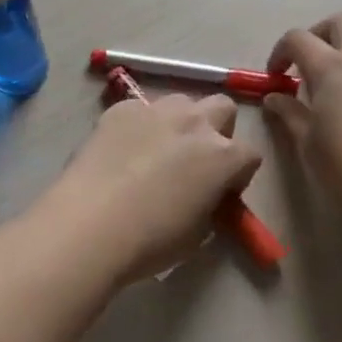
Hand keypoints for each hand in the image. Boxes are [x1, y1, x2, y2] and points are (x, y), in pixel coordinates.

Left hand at [38, 94, 262, 283]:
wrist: (90, 223)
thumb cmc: (151, 239)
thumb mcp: (198, 232)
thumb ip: (210, 204)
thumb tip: (204, 194)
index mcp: (223, 155)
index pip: (250, 154)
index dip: (239, 174)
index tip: (222, 192)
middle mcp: (194, 122)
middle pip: (222, 108)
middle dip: (217, 129)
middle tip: (197, 160)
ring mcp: (155, 109)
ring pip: (181, 102)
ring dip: (180, 122)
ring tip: (158, 151)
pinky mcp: (120, 108)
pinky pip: (140, 109)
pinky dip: (140, 125)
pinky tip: (123, 150)